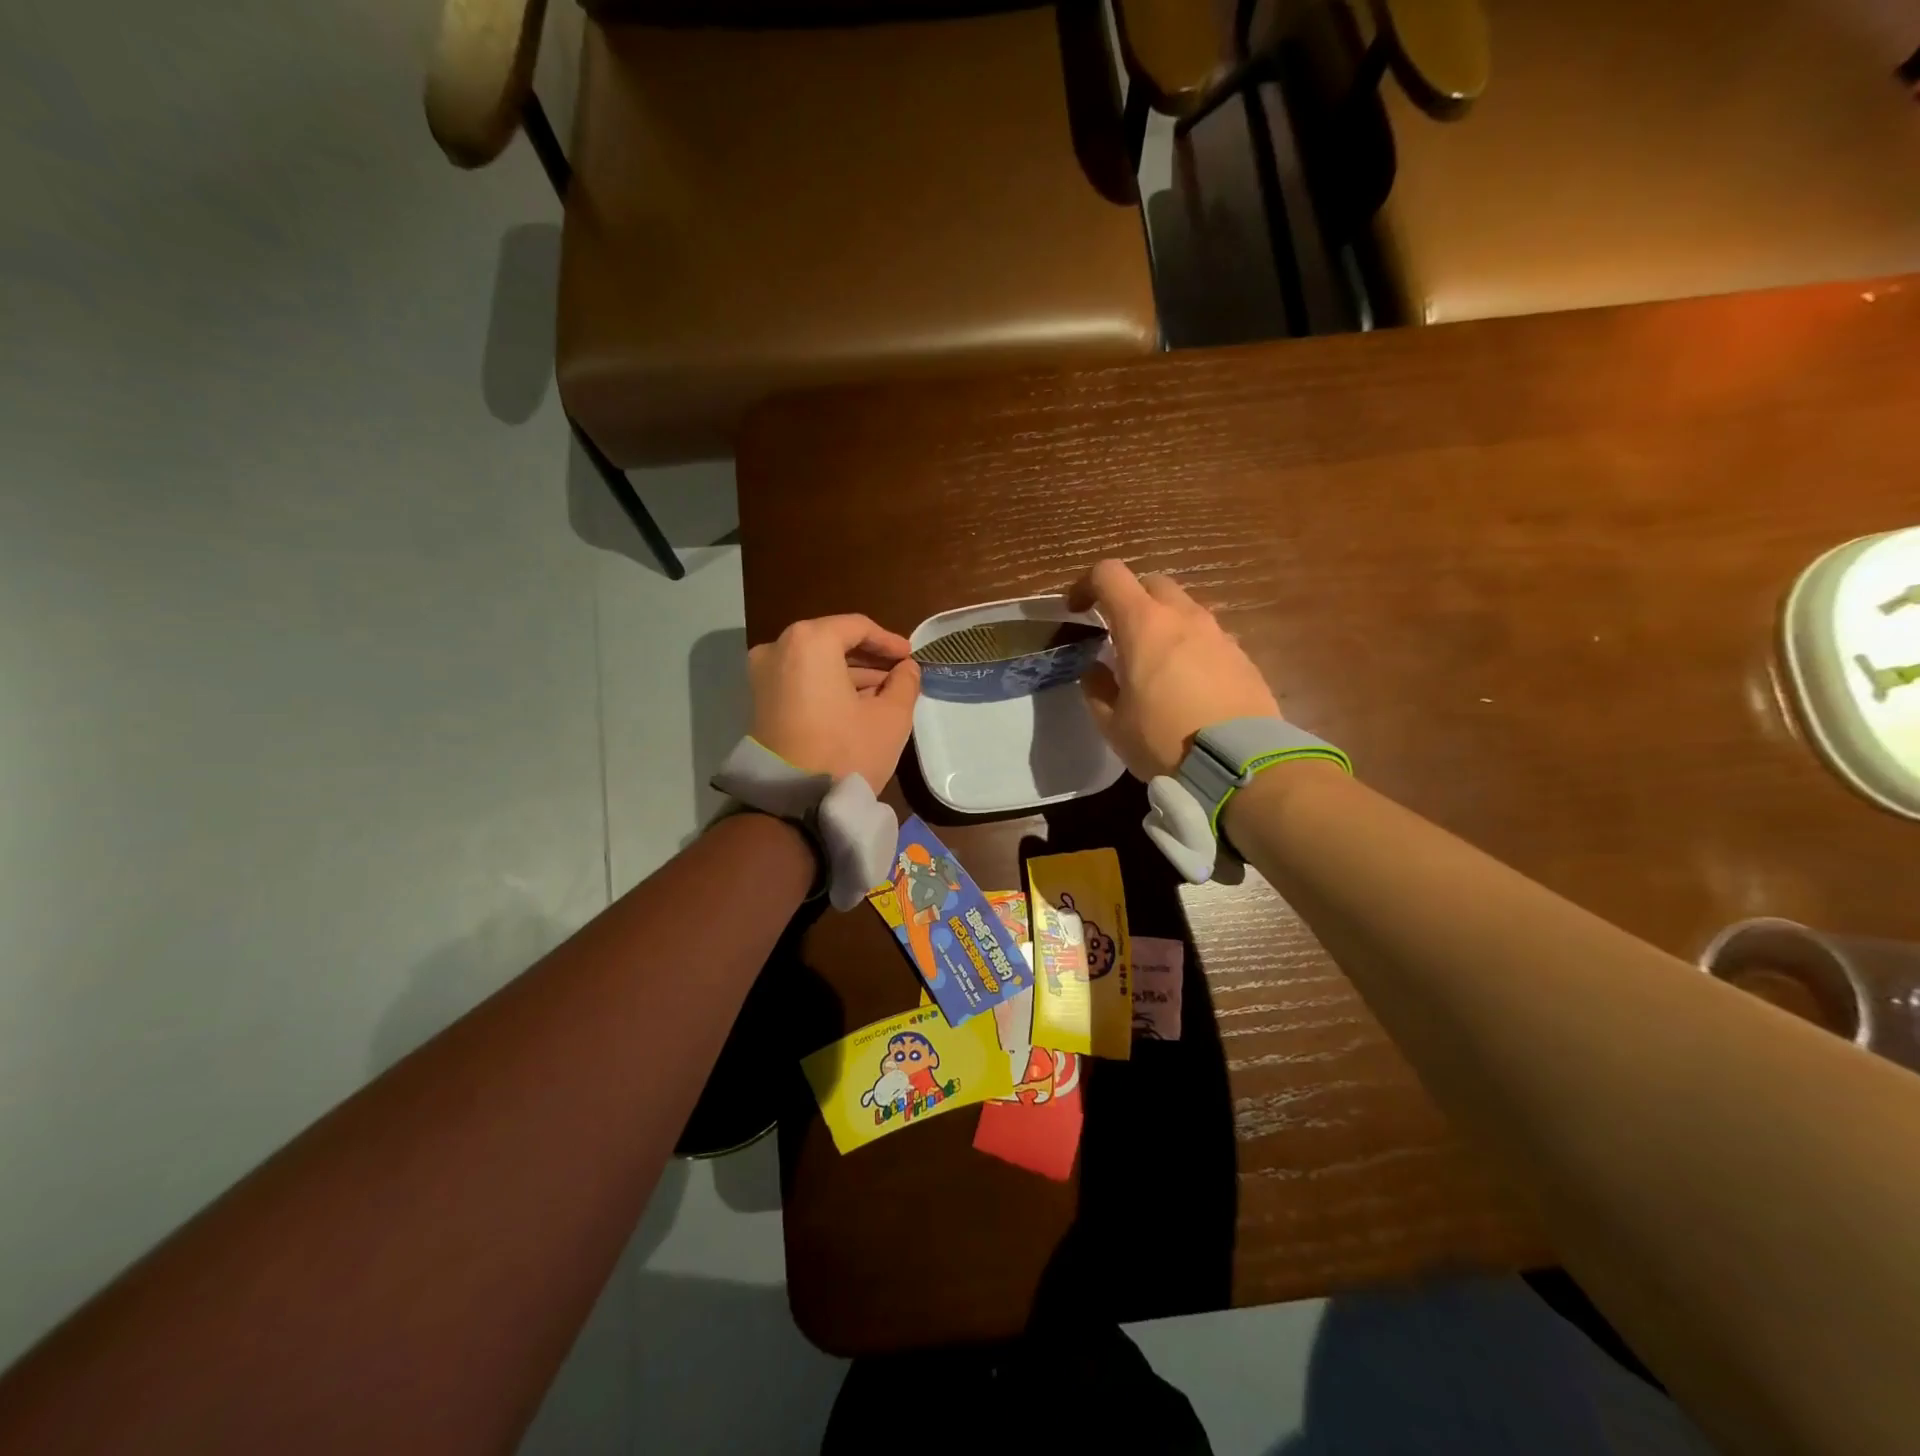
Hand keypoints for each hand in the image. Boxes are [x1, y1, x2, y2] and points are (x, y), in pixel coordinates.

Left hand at [748, 615, 920, 792]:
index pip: (857, 627)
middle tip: (899, 673)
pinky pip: (801, 681)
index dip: (888, 640)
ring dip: (850, 674)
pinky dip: (828, 686)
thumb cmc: (845, 750)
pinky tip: (857, 705)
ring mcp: (762, 675)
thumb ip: (904, 683)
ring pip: (816, 663)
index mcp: (809, 641)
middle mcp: (778, 648)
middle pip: (832, 642)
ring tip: (884, 693)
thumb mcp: (890, 717)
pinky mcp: (760, 702)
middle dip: (868, 658)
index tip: (911, 656)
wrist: (792, 803)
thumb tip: (907, 669)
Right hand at [1070, 559, 1280, 780]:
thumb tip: (1096, 670)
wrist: (1240, 764)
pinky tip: (1189, 684)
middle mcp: (1184, 617)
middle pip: (1152, 583)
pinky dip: (1191, 647)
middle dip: (1130, 599)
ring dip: (1164, 624)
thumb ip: (1097, 688)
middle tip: (1119, 635)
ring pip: (1185, 609)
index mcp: (1143, 625)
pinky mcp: (1242, 656)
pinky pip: (1209, 637)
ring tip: (1156, 663)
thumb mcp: (1113, 724)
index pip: (1109, 574)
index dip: (1087, 585)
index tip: (1078, 611)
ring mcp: (1218, 634)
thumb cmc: (1164, 740)